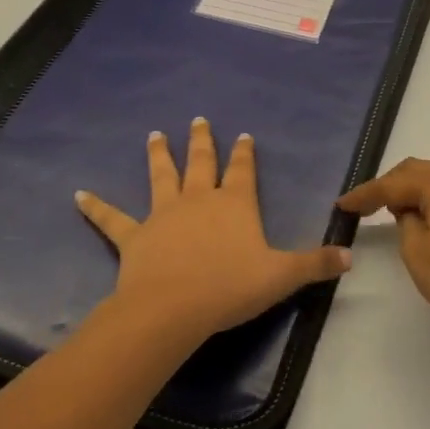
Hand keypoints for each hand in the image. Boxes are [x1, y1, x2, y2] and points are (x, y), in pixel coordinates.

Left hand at [76, 118, 351, 349]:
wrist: (173, 308)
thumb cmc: (230, 288)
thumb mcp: (282, 276)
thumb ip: (315, 264)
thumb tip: (351, 257)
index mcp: (234, 204)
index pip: (243, 171)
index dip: (245, 153)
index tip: (243, 135)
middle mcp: (199, 199)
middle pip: (201, 162)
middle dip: (202, 141)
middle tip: (198, 120)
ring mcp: (164, 214)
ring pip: (161, 177)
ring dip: (158, 155)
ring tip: (154, 135)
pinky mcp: (135, 236)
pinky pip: (112, 219)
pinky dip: (95, 207)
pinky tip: (78, 195)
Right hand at [338, 158, 429, 347]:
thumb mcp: (417, 253)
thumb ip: (405, 222)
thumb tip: (410, 212)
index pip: (392, 183)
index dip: (364, 194)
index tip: (342, 206)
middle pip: (415, 171)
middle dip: (388, 186)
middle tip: (364, 206)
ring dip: (411, 190)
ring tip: (391, 211)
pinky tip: (424, 217)